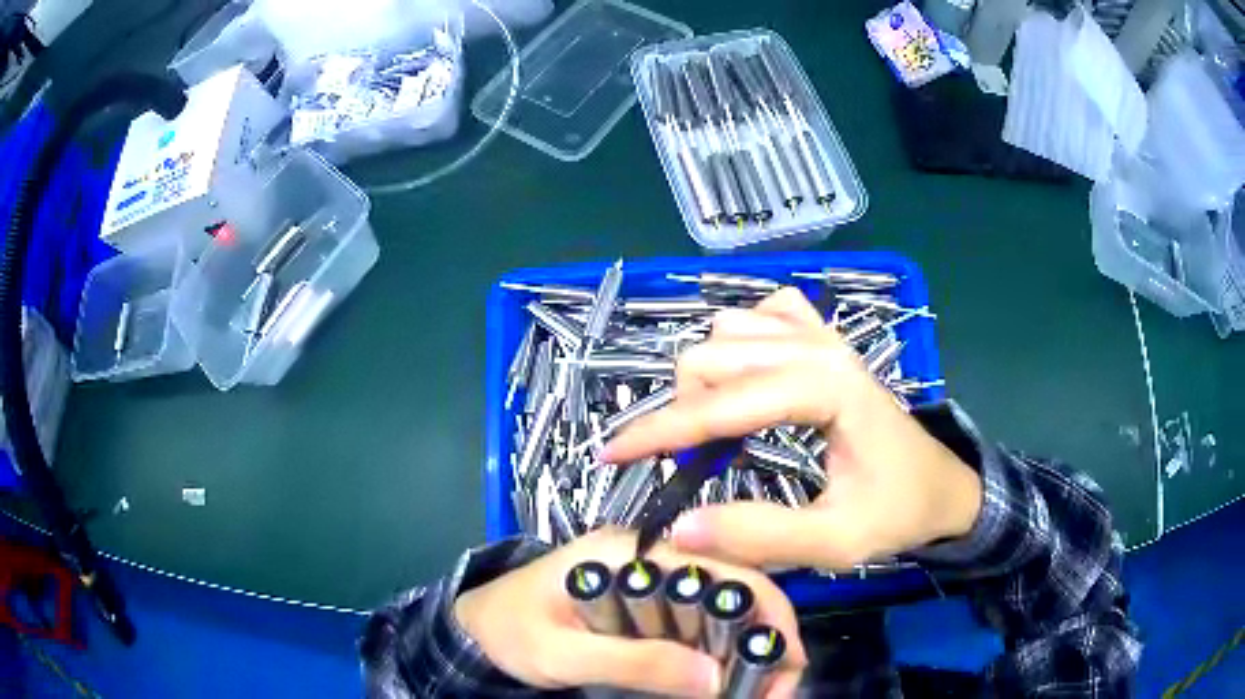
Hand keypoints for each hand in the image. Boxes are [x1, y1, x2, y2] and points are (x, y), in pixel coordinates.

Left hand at [454, 527, 806, 696]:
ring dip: (745, 650)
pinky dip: (717, 655)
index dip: (766, 612)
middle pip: (734, 587)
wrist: (475, 628)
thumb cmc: (509, 630)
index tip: (787, 664)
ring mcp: (652, 583)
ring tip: (756, 692)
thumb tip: (714, 679)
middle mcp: (654, 559)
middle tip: (776, 690)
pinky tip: (723, 683)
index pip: (723, 568)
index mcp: (633, 553)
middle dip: (765, 637)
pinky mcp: (647, 609)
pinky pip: (698, 628)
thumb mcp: (559, 651)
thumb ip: (631, 660)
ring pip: (722, 610)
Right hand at [601, 288, 982, 570]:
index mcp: (825, 388)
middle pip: (713, 354)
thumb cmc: (895, 511)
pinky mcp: (823, 338)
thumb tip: (678, 528)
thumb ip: (761, 536)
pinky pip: (762, 314)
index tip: (610, 456)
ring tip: (718, 431)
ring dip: (707, 379)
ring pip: (728, 330)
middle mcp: (819, 347)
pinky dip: (740, 343)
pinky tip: (749, 379)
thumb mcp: (835, 541)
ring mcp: (822, 335)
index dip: (659, 433)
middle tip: (693, 466)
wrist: (940, 485)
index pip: (721, 404)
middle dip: (684, 412)